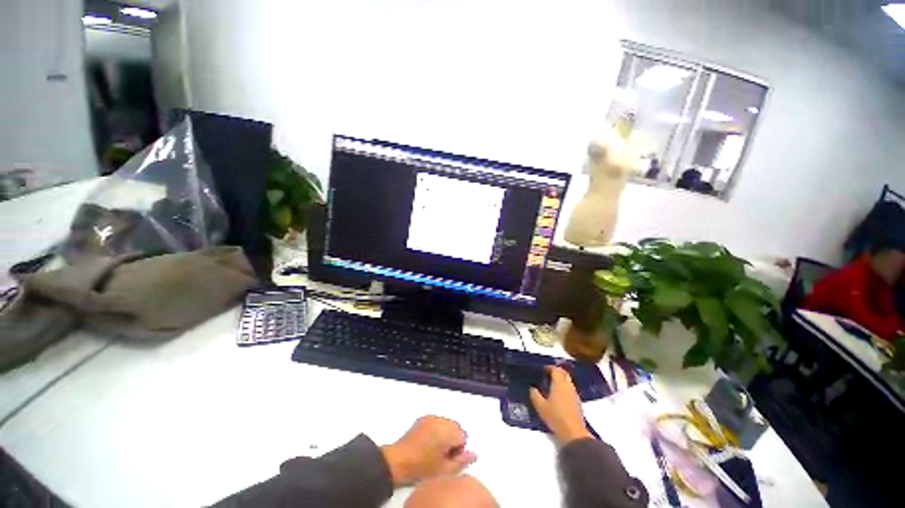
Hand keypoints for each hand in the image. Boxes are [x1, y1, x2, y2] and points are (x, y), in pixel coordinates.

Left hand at [381, 416, 476, 485]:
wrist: (398, 461)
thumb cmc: (422, 467)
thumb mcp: (445, 470)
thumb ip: (462, 461)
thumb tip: (473, 454)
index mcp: (447, 432)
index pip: (463, 436)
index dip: (458, 449)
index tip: (449, 458)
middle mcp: (440, 421)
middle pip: (455, 427)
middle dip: (453, 439)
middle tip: (443, 455)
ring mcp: (430, 418)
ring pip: (446, 423)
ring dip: (445, 433)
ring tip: (435, 449)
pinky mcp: (422, 419)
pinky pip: (436, 421)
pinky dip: (436, 429)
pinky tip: (428, 442)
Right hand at [529, 366, 591, 445]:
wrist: (574, 434)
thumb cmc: (556, 417)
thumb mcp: (540, 406)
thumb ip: (534, 394)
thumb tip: (532, 387)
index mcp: (559, 384)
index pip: (556, 370)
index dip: (549, 367)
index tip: (542, 369)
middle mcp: (568, 386)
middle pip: (564, 373)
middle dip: (556, 371)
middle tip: (547, 374)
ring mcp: (575, 395)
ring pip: (568, 381)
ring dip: (561, 380)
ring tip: (551, 385)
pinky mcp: (578, 403)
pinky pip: (571, 389)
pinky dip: (564, 388)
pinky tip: (558, 396)